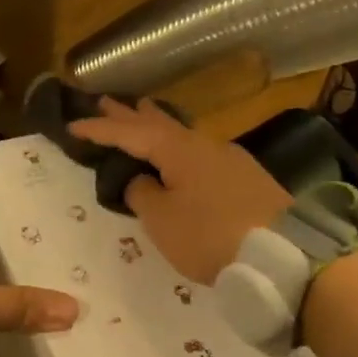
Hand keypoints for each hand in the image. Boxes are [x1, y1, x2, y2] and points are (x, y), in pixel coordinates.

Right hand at [68, 98, 292, 283]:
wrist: (284, 255)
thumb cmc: (211, 236)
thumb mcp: (163, 221)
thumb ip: (143, 194)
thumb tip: (142, 180)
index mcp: (179, 151)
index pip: (130, 133)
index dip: (100, 130)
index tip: (73, 125)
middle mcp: (204, 145)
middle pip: (159, 124)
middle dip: (130, 114)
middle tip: (105, 101)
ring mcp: (230, 159)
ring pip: (183, 136)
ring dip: (157, 126)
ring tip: (142, 113)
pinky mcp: (246, 178)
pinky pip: (200, 153)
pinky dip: (179, 147)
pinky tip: (181, 154)